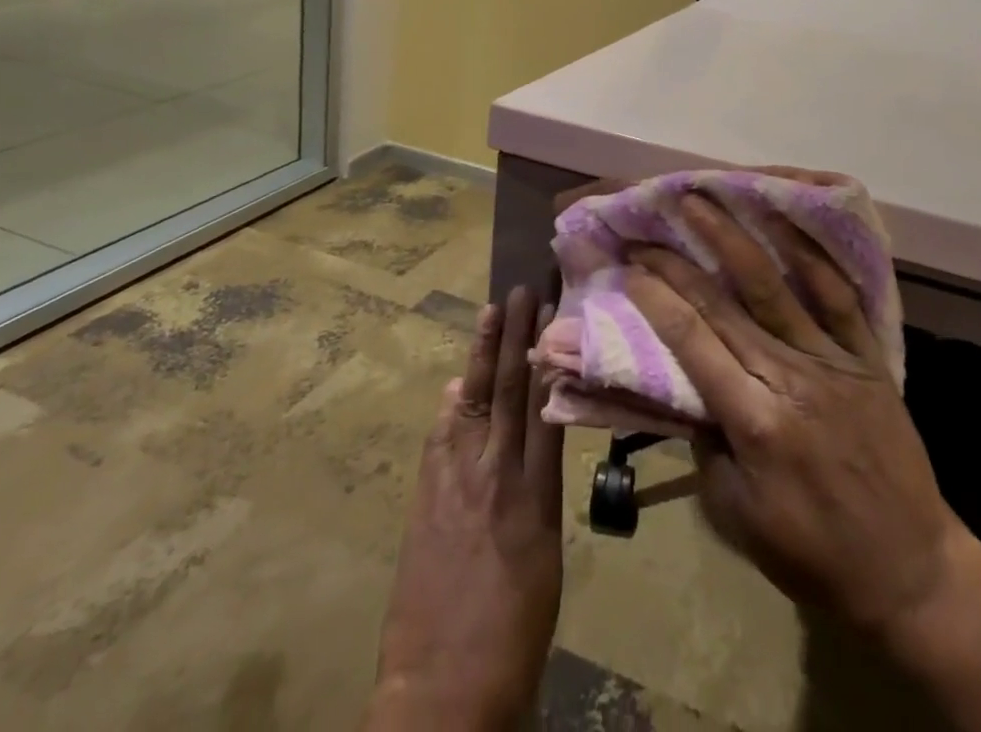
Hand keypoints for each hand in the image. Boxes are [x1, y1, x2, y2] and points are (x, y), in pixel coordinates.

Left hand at [365, 286, 565, 731]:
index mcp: (537, 494)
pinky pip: (441, 437)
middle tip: (522, 290)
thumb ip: (541, 490)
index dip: (549, 354)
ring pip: (474, 402)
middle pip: (509, 390)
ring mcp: (456, 483)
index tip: (555, 312)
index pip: (545, 404)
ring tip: (491, 312)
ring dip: (482, 355)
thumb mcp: (548, 556)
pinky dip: (452, 406)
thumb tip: (537, 435)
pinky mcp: (425, 499)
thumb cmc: (516, 630)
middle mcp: (497, 475)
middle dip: (515, 336)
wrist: (445, 690)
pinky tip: (457, 383)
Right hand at [622, 193, 961, 644]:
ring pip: (775, 286)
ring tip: (704, 198)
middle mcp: (790, 378)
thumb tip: (683, 383)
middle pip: (724, 305)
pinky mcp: (867, 356)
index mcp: (755, 423)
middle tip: (649, 224)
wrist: (909, 570)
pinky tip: (787, 220)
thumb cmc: (812, 555)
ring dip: (734, 238)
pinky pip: (840, 297)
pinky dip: (813, 256)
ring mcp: (833, 361)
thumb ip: (705, 444)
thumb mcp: (736, 516)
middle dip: (679, 260)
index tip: (629, 266)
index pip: (692, 342)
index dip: (656, 299)